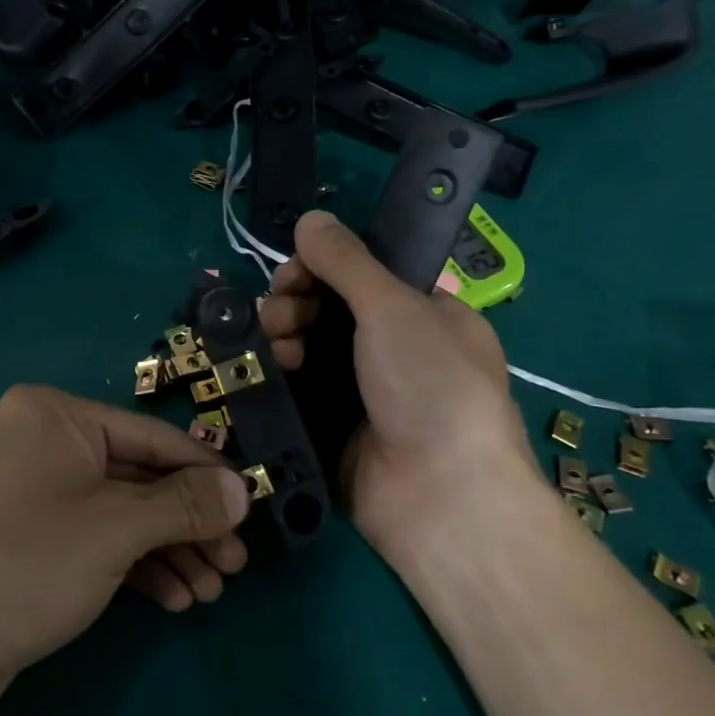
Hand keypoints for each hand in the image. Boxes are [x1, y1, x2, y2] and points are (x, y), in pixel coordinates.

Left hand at [0, 386, 250, 715]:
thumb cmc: (26, 567)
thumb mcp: (116, 530)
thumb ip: (185, 505)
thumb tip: (243, 488)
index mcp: (53, 415)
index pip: (150, 436)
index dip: (205, 473)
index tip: (251, 504)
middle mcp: (40, 441)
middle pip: (137, 477)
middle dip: (188, 524)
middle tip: (235, 564)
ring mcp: (31, 491)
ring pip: (119, 512)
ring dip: (168, 550)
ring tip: (212, 591)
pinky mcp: (28, 537)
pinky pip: (94, 538)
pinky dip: (134, 565)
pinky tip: (174, 600)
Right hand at [258, 211, 545, 562]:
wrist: (442, 498)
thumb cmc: (432, 386)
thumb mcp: (394, 308)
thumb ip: (347, 261)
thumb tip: (310, 217)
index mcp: (425, 313)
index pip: (364, 274)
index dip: (324, 266)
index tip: (295, 270)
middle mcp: (395, 348)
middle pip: (329, 307)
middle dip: (296, 300)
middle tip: (280, 310)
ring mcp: (363, 390)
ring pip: (309, 346)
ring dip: (284, 332)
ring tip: (276, 342)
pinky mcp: (335, 426)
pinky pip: (299, 387)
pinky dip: (281, 371)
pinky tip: (272, 366)